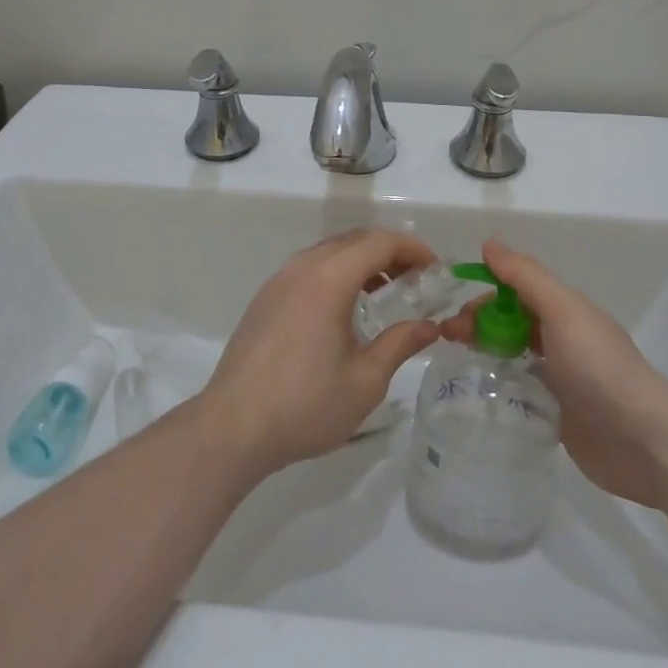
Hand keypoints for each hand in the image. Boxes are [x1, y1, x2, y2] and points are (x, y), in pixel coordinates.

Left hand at [201, 229, 440, 474]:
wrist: (232, 426)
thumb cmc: (305, 405)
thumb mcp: (365, 380)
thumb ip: (400, 344)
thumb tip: (429, 326)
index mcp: (329, 278)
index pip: (379, 242)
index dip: (412, 248)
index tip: (435, 270)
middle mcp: (303, 267)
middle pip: (354, 240)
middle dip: (389, 252)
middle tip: (416, 280)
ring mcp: (279, 280)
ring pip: (329, 252)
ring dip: (361, 262)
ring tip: (384, 293)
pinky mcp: (265, 297)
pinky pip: (309, 268)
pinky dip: (336, 273)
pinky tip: (344, 309)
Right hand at [442, 239, 667, 505]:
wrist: (643, 441)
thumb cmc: (599, 367)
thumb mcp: (562, 310)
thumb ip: (526, 277)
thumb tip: (489, 243)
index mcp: (565, 310)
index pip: (515, 290)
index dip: (484, 291)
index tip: (453, 306)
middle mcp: (562, 339)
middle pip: (511, 321)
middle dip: (478, 322)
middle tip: (448, 338)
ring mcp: (561, 379)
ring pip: (514, 355)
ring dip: (485, 353)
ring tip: (455, 364)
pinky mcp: (558, 416)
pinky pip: (521, 393)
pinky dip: (500, 388)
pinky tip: (478, 396)